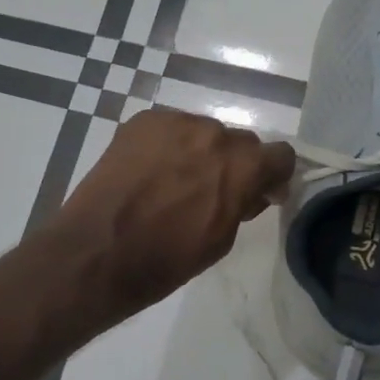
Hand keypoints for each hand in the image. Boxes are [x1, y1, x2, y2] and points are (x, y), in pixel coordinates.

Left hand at [48, 108, 295, 324]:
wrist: (98, 251)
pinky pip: (171, 128)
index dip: (273, 174)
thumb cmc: (166, 259)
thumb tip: (256, 190)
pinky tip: (149, 171)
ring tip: (173, 181)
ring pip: (203, 132)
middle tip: (210, 191)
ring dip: (199, 152)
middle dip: (233, 164)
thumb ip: (245, 204)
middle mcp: (214, 133)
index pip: (281, 154)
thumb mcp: (221, 240)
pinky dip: (168, 146)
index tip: (259, 192)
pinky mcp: (143, 121)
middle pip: (240, 141)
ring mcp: (175, 122)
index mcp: (242, 166)